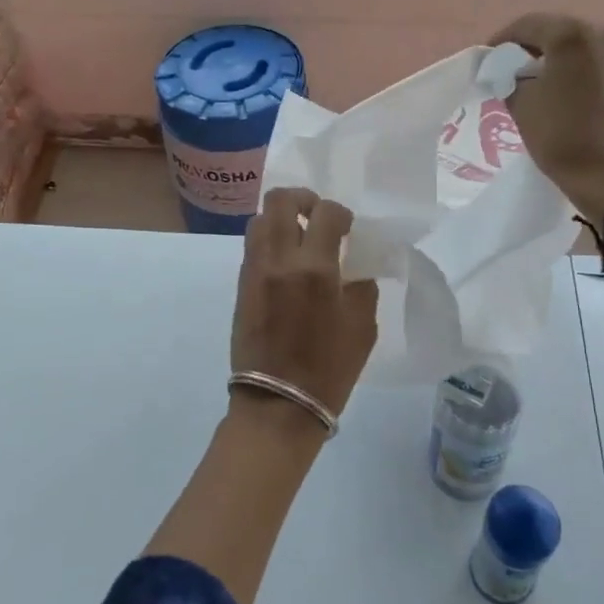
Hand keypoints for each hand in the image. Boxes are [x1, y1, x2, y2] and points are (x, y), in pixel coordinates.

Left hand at [231, 188, 379, 417]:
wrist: (278, 404)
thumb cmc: (329, 369)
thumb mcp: (362, 327)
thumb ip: (361, 285)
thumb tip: (354, 265)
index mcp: (315, 268)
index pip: (326, 212)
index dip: (340, 213)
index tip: (347, 228)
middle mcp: (278, 260)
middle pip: (279, 200)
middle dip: (302, 199)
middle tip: (316, 215)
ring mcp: (254, 270)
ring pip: (259, 219)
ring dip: (281, 218)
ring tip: (298, 238)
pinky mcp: (240, 285)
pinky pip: (252, 246)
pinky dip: (269, 241)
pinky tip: (285, 262)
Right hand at [488, 14, 603, 218]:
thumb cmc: (562, 139)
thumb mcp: (521, 106)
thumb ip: (514, 78)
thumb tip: (517, 73)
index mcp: (574, 37)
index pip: (530, 24)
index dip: (505, 38)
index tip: (492, 56)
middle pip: (568, 34)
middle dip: (544, 49)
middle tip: (525, 69)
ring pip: (598, 53)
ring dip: (578, 64)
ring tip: (565, 88)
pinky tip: (594, 105)